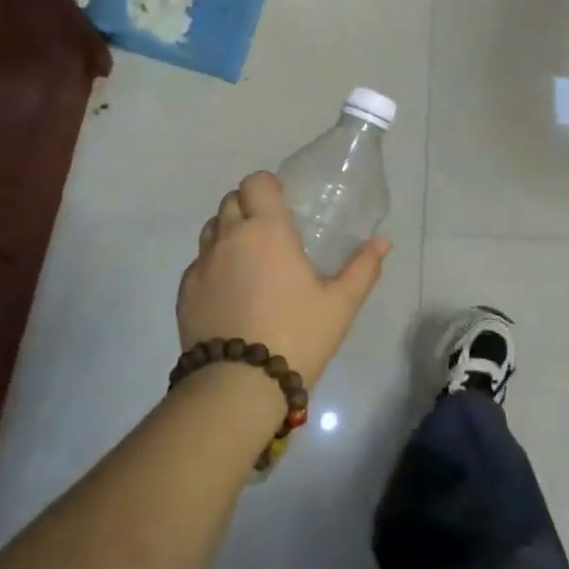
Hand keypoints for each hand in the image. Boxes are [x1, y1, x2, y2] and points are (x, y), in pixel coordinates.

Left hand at [177, 171, 389, 383]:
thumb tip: (383, 241)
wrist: (238, 386)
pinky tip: (231, 292)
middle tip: (271, 233)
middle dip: (249, 207)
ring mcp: (202, 265)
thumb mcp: (341, 304)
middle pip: (231, 201)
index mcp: (267, 229)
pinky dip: (214, 266)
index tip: (283, 204)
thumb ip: (363, 268)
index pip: (256, 182)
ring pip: (211, 230)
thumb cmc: (297, 335)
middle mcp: (229, 237)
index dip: (268, 186)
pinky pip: (199, 263)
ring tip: (250, 260)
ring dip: (228, 233)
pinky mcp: (185, 292)